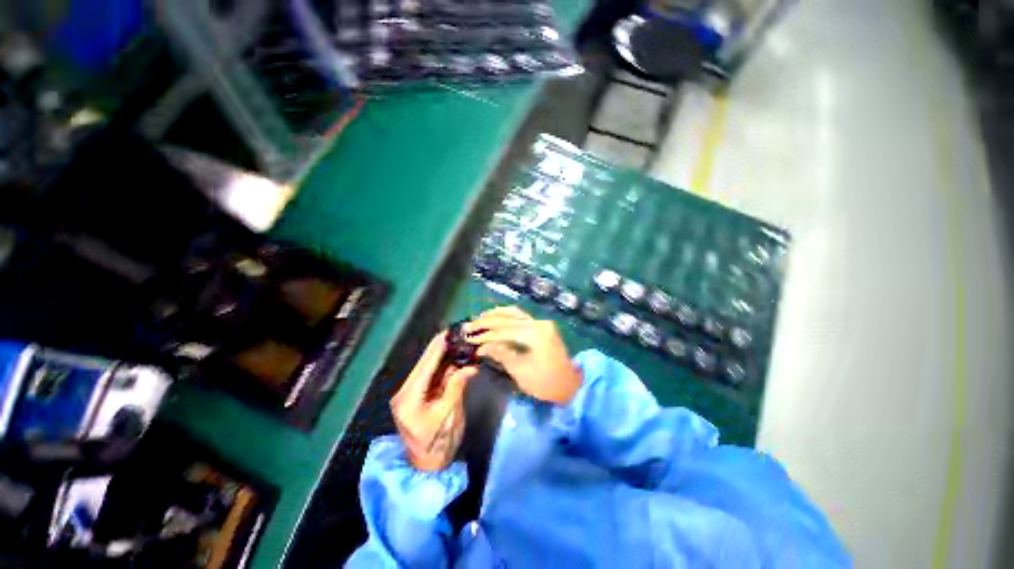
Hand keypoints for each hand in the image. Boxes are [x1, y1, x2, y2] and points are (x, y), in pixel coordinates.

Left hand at [391, 333, 477, 470]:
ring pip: (430, 368)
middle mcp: (407, 390)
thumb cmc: (438, 445)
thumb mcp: (450, 414)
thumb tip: (471, 366)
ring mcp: (412, 393)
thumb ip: (458, 386)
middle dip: (443, 347)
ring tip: (461, 342)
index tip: (451, 330)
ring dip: (446, 356)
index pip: (426, 363)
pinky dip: (446, 367)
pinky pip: (433, 377)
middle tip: (459, 333)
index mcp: (410, 395)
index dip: (439, 346)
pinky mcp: (419, 396)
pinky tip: (457, 358)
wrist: (427, 469)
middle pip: (426, 362)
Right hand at [464, 306, 581, 403]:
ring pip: (514, 312)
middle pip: (508, 319)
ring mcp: (541, 322)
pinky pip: (521, 316)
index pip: (505, 331)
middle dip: (486, 323)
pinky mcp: (541, 325)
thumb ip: (501, 354)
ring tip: (479, 318)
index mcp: (536, 334)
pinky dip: (506, 315)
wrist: (569, 384)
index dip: (485, 336)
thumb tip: (482, 347)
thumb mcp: (521, 371)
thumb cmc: (546, 383)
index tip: (469, 339)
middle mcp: (539, 323)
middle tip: (469, 326)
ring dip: (495, 315)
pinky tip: (495, 316)